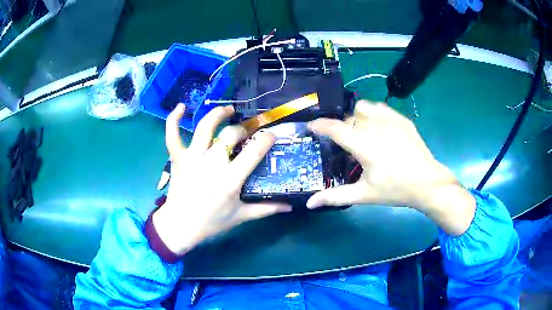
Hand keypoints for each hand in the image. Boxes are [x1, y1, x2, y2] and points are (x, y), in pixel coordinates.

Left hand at [153, 104, 291, 255]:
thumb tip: (290, 207)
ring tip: (228, 111)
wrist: (180, 226)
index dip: (266, 139)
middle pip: (231, 135)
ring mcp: (192, 158)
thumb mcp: (241, 216)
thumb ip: (267, 209)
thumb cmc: (212, 222)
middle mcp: (211, 163)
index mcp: (230, 179)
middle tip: (246, 136)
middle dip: (242, 131)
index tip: (271, 136)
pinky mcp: (177, 158)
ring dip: (218, 114)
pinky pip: (172, 134)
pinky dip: (174, 119)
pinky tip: (181, 107)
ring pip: (204, 126)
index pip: (254, 151)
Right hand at [307, 101, 474, 235]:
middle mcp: (375, 127)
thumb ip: (335, 196)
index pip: (335, 128)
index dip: (319, 125)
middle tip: (344, 141)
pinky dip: (374, 113)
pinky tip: (379, 128)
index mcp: (364, 145)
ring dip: (357, 116)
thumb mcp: (364, 195)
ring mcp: (391, 120)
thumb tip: (309, 203)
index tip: (311, 127)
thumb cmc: (395, 189)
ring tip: (361, 131)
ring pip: (365, 107)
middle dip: (342, 125)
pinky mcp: (402, 119)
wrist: (427, 183)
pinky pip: (381, 108)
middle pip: (349, 116)